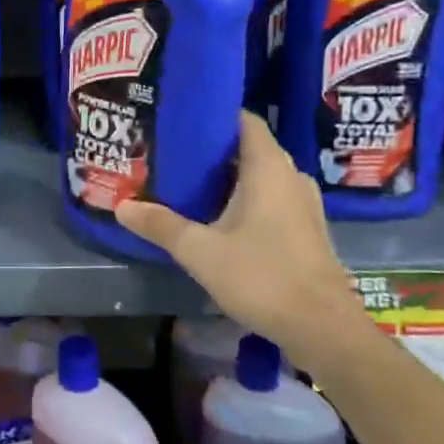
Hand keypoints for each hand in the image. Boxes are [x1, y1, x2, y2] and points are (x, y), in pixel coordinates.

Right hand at [117, 112, 367, 365]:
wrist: (322, 327)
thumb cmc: (262, 277)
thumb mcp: (200, 251)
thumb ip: (161, 225)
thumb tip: (121, 206)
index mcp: (268, 168)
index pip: (244, 120)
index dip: (214, 116)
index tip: (181, 121)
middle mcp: (291, 176)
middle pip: (250, 148)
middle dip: (214, 151)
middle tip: (174, 155)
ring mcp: (304, 204)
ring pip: (262, 176)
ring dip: (231, 178)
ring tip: (190, 184)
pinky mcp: (307, 229)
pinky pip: (272, 199)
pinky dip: (247, 199)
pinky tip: (220, 218)